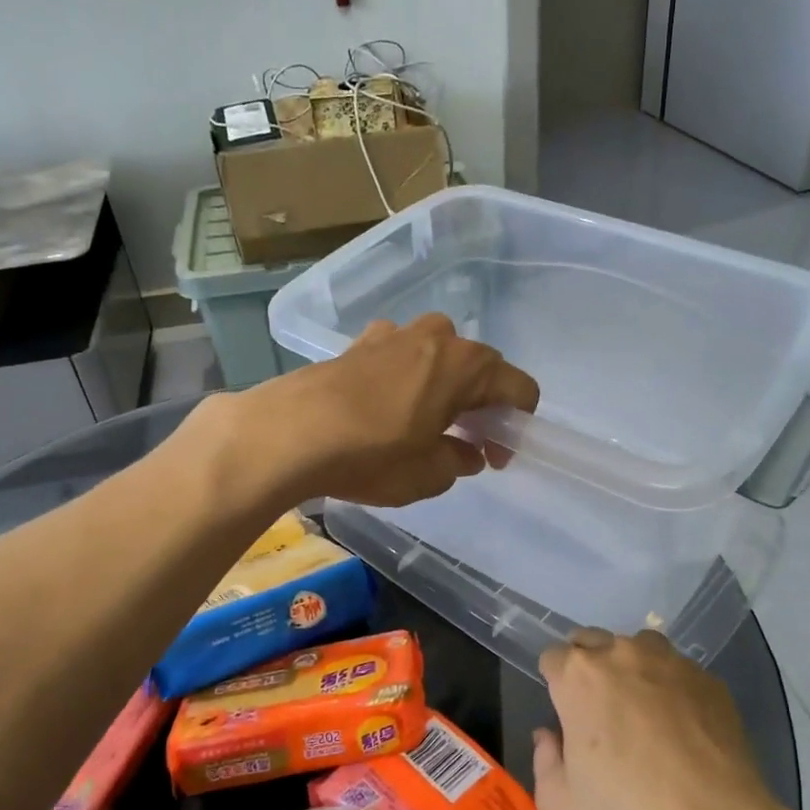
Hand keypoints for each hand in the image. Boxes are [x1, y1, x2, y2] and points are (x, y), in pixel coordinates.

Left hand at [237, 313, 539, 506]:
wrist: (290, 433)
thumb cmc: (373, 455)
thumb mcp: (428, 475)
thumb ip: (459, 461)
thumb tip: (468, 453)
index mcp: (467, 365)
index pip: (519, 388)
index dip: (516, 425)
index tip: (496, 455)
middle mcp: (438, 337)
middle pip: (480, 368)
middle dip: (482, 405)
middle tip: (468, 443)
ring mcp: (396, 334)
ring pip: (439, 357)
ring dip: (445, 387)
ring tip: (427, 423)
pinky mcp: (360, 342)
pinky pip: (401, 356)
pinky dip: (408, 377)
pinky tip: (388, 405)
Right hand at [532, 629, 789, 809]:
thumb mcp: (560, 806)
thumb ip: (544, 760)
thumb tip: (550, 736)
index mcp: (578, 676)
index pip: (553, 658)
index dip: (555, 684)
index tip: (566, 714)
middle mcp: (622, 654)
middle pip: (594, 642)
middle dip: (590, 668)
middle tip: (600, 713)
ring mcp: (671, 663)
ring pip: (640, 648)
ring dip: (632, 669)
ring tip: (643, 713)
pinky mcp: (710, 680)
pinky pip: (680, 672)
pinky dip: (673, 689)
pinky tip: (684, 729)